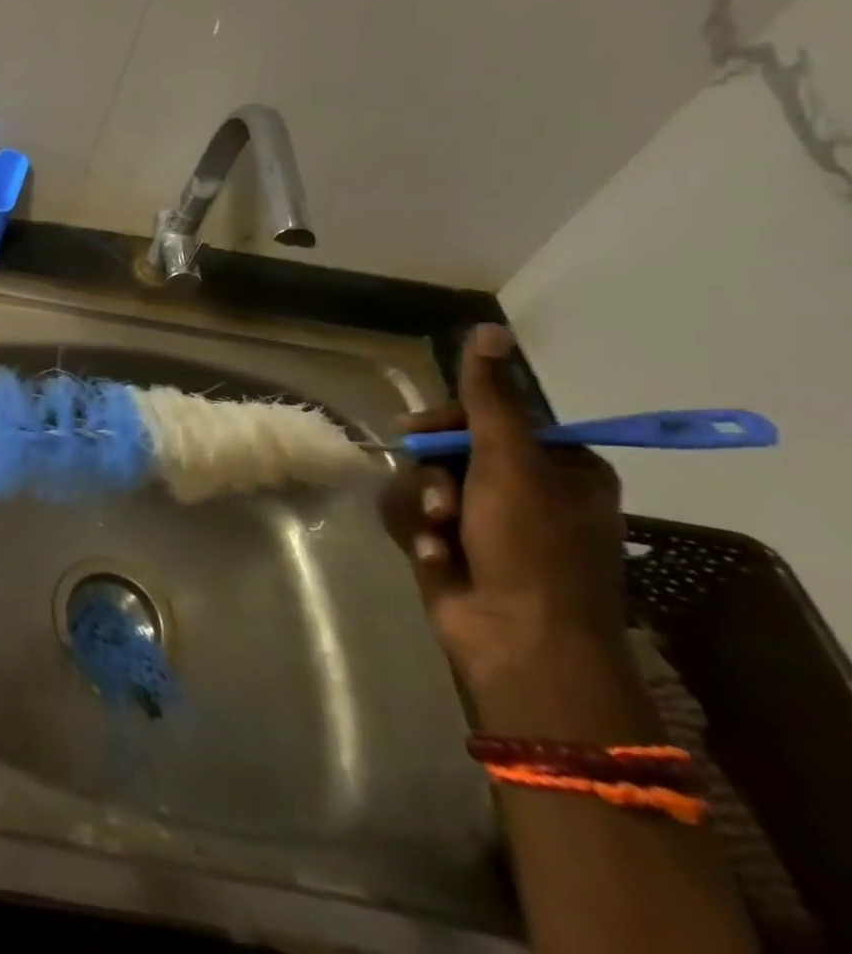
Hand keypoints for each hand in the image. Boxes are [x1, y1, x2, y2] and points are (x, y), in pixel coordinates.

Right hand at [380, 324, 629, 686]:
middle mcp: (522, 489)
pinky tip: (435, 557)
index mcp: (558, 467)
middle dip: (434, 472)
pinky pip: (412, 514)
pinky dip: (419, 532)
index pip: (488, 417)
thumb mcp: (510, 463)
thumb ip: (490, 397)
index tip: (419, 427)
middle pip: (446, 447)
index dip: (450, 420)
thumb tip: (489, 328)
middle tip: (439, 495)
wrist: (518, 642)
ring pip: (421, 480)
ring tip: (441, 535)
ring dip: (423, 505)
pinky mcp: (450, 544)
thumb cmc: (531, 548)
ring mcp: (484, 520)